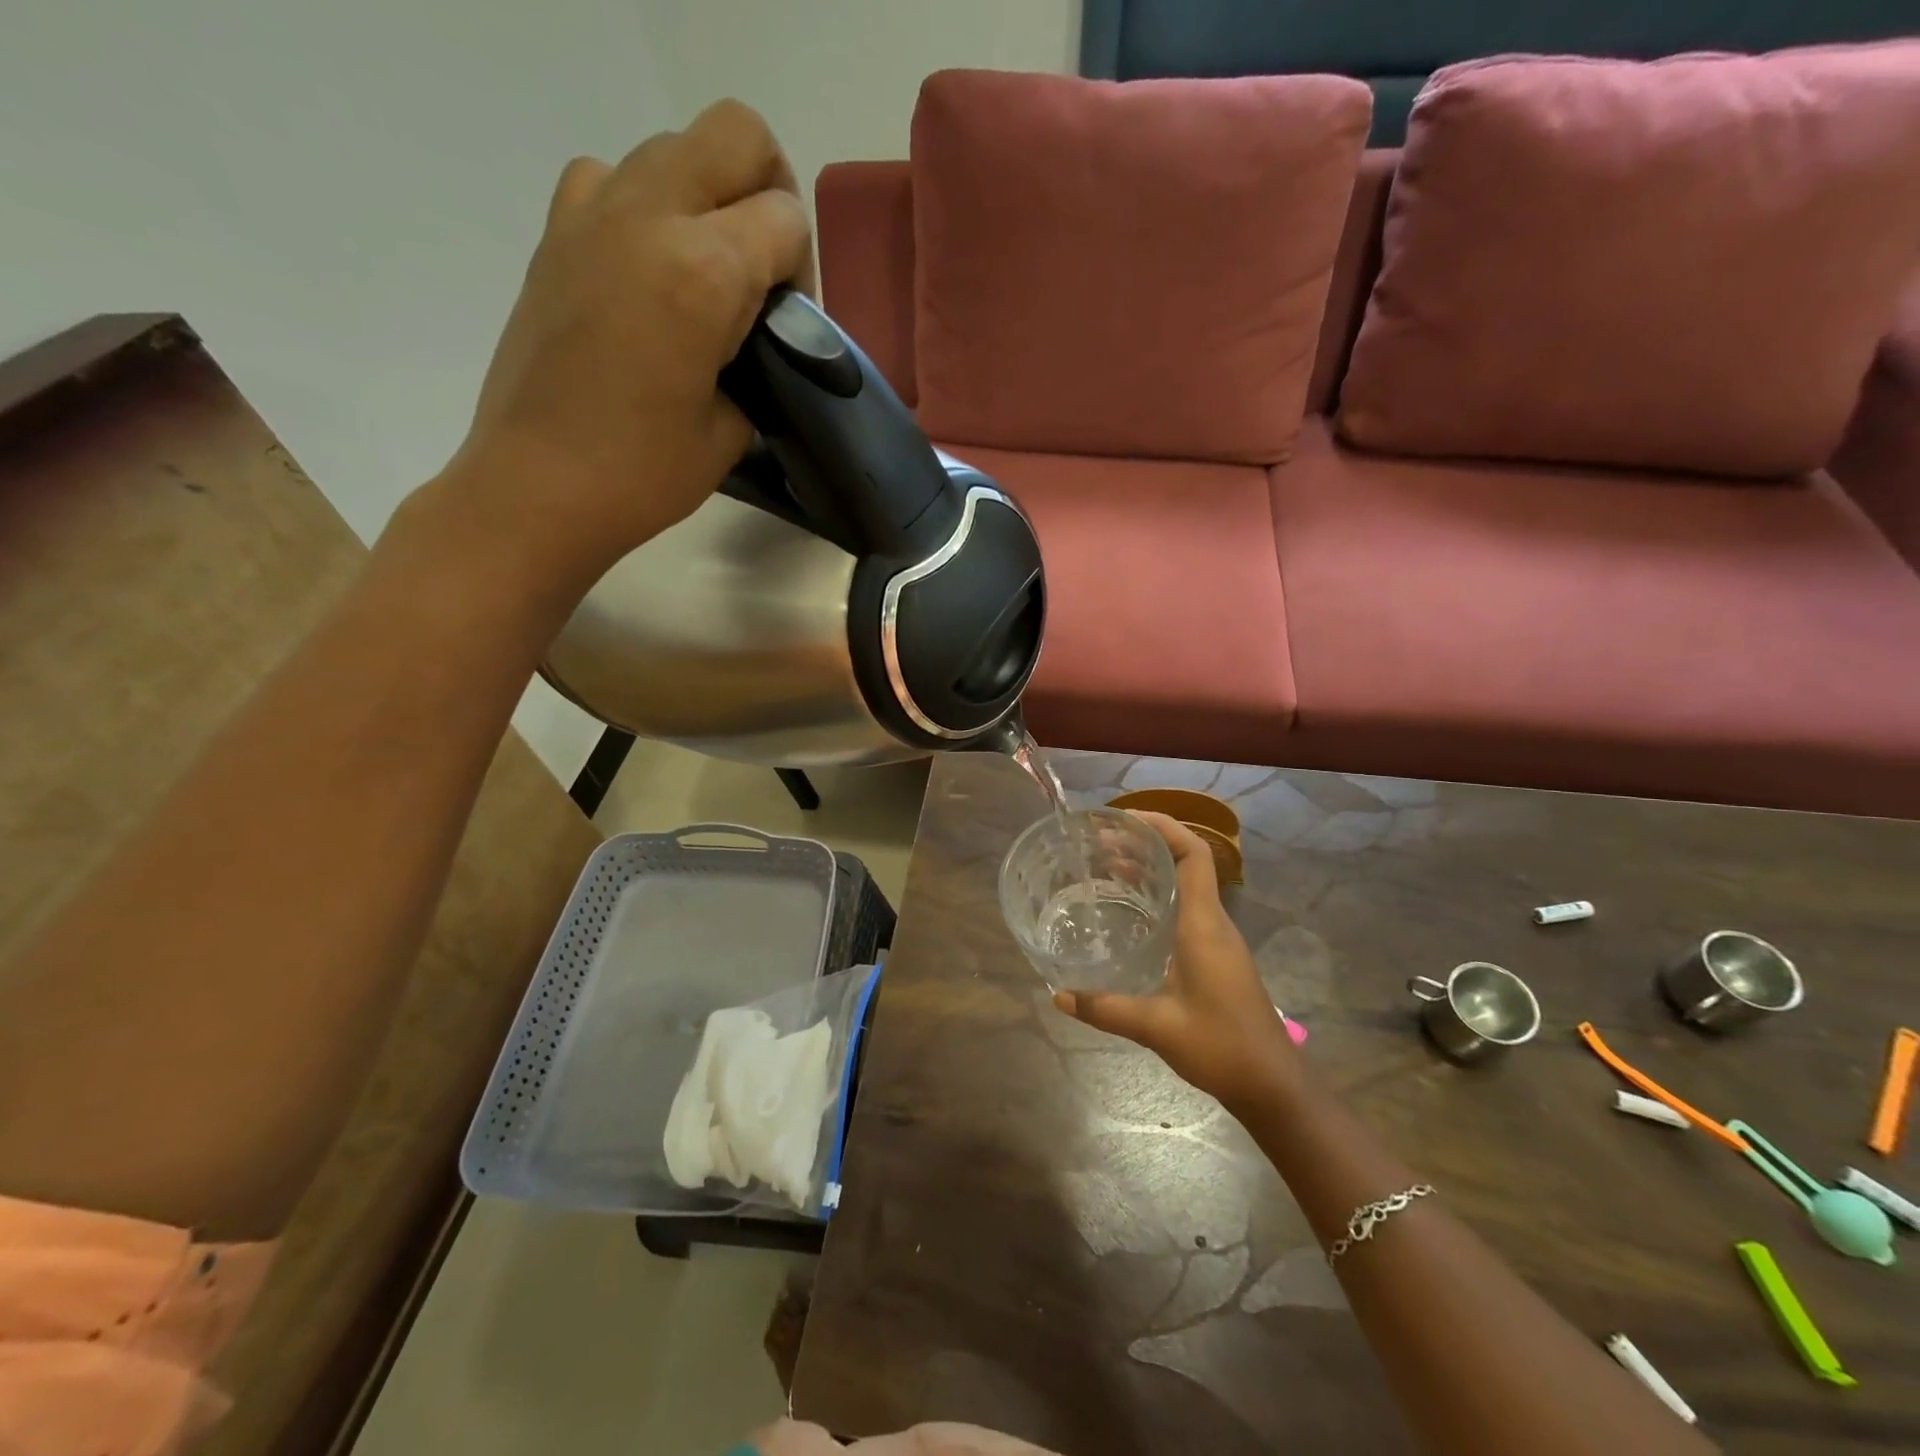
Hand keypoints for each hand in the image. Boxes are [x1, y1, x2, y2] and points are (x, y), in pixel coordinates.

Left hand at [426, 99, 812, 597]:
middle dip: (768, 191)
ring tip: (705, 276)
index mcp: (703, 271)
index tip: (787, 324)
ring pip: (674, 147)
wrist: (537, 486)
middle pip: (736, 135)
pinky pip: (609, 177)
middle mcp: (649, 216)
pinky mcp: (555, 234)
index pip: (785, 218)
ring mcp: (592, 214)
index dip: (801, 271)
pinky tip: (647, 270)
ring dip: (707, 196)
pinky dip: (642, 206)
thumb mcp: (732, 428)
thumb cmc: (644, 473)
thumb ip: (757, 362)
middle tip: (763, 268)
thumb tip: (756, 337)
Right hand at [1054, 812, 1301, 1111]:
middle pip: (1187, 861)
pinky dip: (1159, 894)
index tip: (1124, 819)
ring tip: (1108, 866)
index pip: (1193, 854)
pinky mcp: (1218, 955)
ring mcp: (1219, 938)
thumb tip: (1059, 995)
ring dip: (1152, 868)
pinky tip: (1131, 911)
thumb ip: (1105, 1008)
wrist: (1273, 1084)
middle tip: (1101, 842)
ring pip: (1187, 884)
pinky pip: (1188, 907)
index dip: (1163, 826)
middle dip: (1147, 842)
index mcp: (1204, 924)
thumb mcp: (1155, 1027)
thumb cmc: (1220, 1046)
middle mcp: (1214, 922)